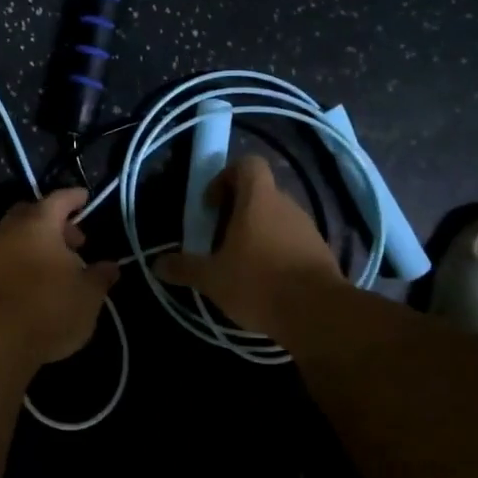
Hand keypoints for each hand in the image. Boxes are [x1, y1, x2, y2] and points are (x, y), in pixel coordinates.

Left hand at [0, 188, 120, 366]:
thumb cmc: (49, 308)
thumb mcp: (88, 296)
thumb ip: (100, 277)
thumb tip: (110, 266)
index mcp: (38, 225)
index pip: (58, 200)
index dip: (74, 198)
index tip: (84, 198)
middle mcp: (9, 233)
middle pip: (30, 215)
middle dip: (52, 222)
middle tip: (72, 241)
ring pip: (15, 240)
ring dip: (36, 247)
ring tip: (57, 271)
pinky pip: (4, 264)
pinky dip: (21, 267)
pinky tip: (34, 289)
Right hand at [157, 156, 342, 336]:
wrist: (317, 313)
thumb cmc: (258, 283)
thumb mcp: (212, 279)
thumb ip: (184, 268)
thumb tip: (156, 264)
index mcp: (259, 199)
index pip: (247, 164)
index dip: (226, 177)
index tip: (212, 206)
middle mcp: (287, 204)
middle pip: (260, 193)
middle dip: (237, 212)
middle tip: (219, 240)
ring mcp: (307, 228)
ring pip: (276, 218)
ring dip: (257, 233)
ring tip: (240, 264)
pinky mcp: (320, 252)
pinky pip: (292, 241)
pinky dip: (276, 252)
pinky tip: (264, 281)